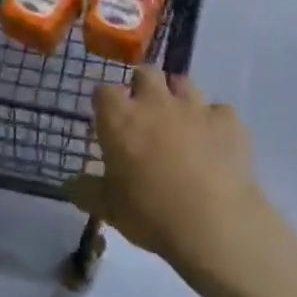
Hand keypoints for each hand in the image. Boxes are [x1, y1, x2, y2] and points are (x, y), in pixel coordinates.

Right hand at [69, 69, 286, 287]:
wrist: (214, 224)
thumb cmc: (151, 214)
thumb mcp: (109, 209)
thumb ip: (86, 191)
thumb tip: (68, 185)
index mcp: (120, 119)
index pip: (104, 91)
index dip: (105, 102)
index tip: (107, 118)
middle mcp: (155, 102)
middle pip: (145, 72)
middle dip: (143, 85)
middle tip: (144, 112)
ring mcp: (194, 108)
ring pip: (183, 82)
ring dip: (178, 96)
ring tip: (179, 121)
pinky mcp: (228, 121)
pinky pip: (219, 110)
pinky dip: (214, 122)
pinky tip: (215, 142)